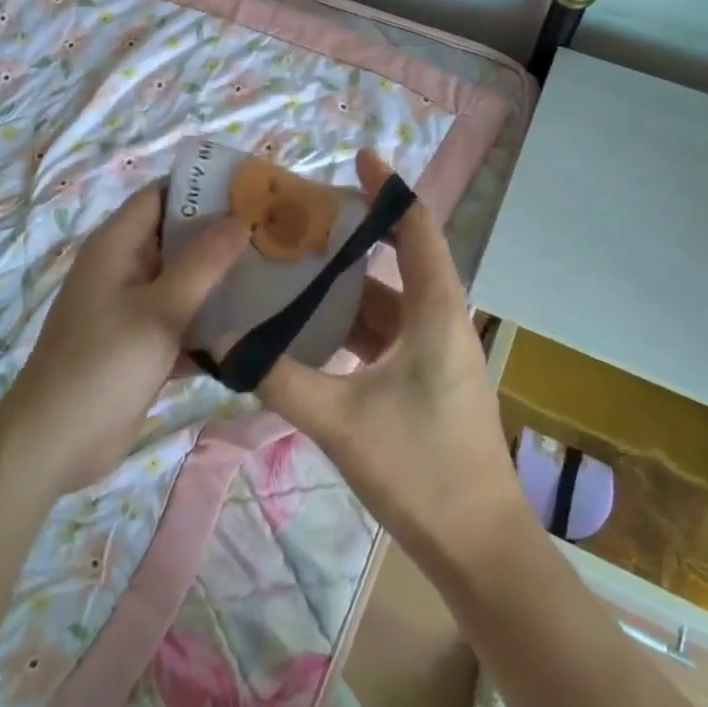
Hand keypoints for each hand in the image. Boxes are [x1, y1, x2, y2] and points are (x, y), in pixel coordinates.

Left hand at [0, 181, 247, 491]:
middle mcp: (124, 270)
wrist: (55, 444)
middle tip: (274, 233)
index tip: (252, 190)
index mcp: (116, 246)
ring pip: (184, 282)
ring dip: (221, 281)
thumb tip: (241, 218)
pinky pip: (183, 322)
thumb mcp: (160, 310)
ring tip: (276, 273)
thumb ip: (204, 263)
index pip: (161, 196)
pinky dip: (211, 323)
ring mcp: (133, 310)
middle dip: (222, 235)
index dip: (203, 188)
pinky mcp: (143, 346)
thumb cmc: (103, 364)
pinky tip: (256, 326)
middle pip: (177, 238)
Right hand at [257, 151, 525, 572]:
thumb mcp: (340, 421)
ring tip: (294, 269)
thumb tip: (226, 341)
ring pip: (387, 303)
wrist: (480, 549)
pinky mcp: (428, 381)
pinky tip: (312, 331)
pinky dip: (352, 326)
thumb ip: (279, 378)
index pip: (415, 228)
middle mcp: (441, 320)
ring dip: (346, 287)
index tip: (357, 157)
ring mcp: (438, 353)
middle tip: (299, 221)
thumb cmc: (421, 471)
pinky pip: (386, 336)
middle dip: (351, 238)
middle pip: (397, 260)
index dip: (388, 188)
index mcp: (436, 310)